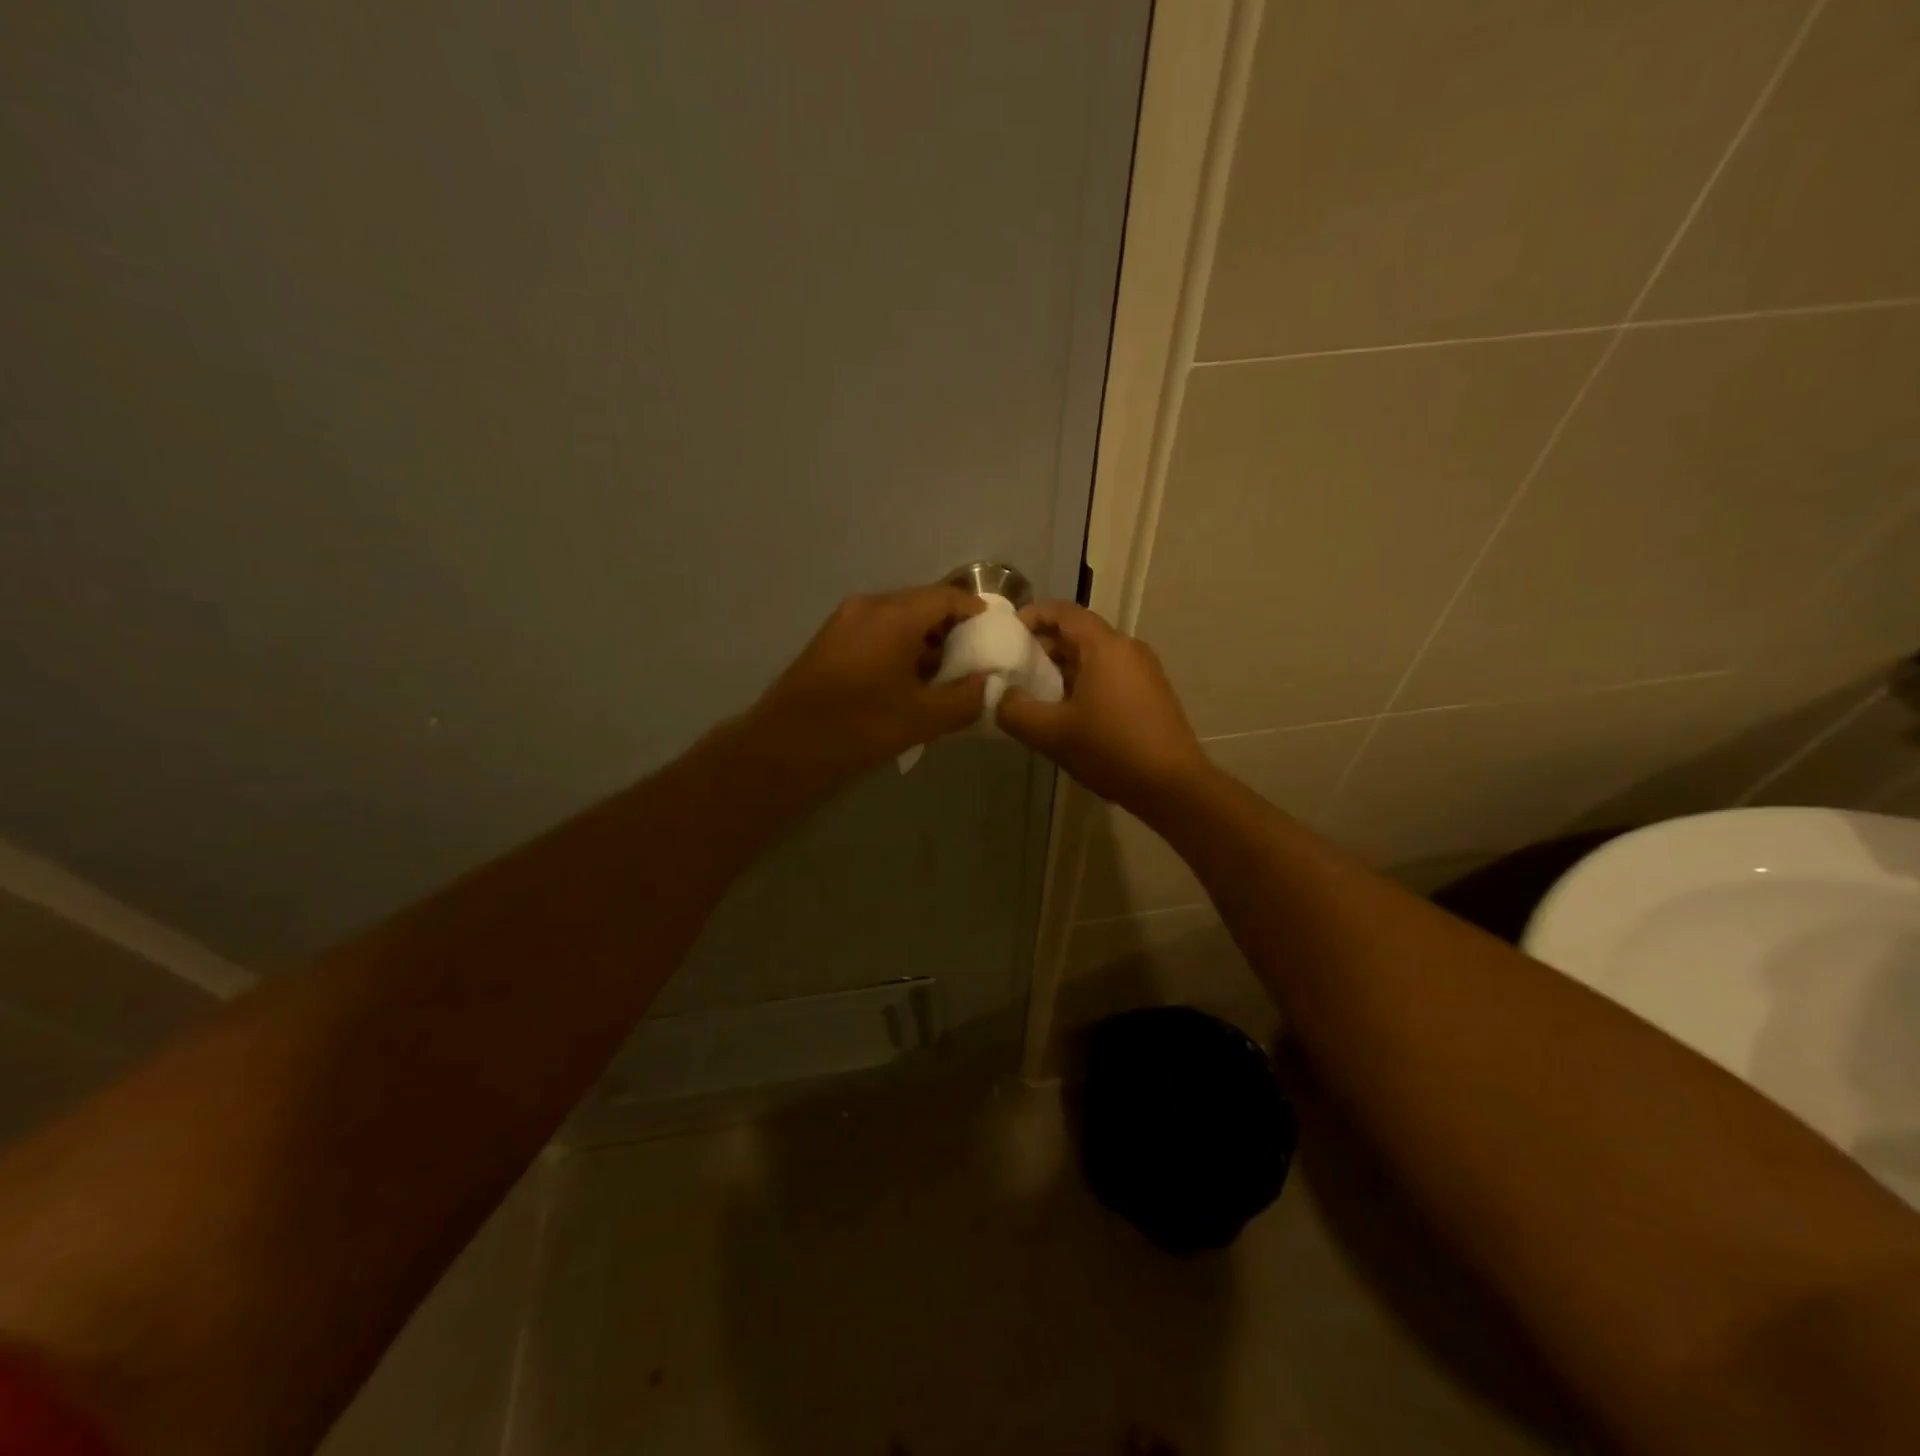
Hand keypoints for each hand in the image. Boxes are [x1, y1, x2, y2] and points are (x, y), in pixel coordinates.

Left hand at [749, 585, 987, 778]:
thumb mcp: (923, 718)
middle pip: (922, 604)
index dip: (976, 612)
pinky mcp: (830, 640)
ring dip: (924, 641)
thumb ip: (965, 698)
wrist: (785, 747)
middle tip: (974, 658)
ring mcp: (844, 621)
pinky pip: (876, 632)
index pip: (947, 597)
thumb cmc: (859, 727)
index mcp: (894, 615)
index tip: (995, 635)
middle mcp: (868, 607)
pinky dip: (900, 647)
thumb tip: (988, 683)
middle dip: (952, 629)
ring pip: (898, 619)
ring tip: (945, 675)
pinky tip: (909, 681)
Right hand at [995, 602, 1210, 813]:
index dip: (1032, 615)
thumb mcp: (1051, 734)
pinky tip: (1067, 712)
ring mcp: (1144, 671)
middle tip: (1014, 667)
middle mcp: (1127, 648)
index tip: (1006, 633)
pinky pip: (1110, 674)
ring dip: (1062, 667)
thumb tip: (1000, 695)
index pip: (1063, 612)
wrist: (1172, 786)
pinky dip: (1083, 682)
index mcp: (1104, 646)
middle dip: (1044, 646)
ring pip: (1094, 656)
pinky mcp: (1151, 693)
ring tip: (1035, 692)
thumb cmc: (1110, 750)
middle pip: (1078, 633)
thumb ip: (1014, 711)